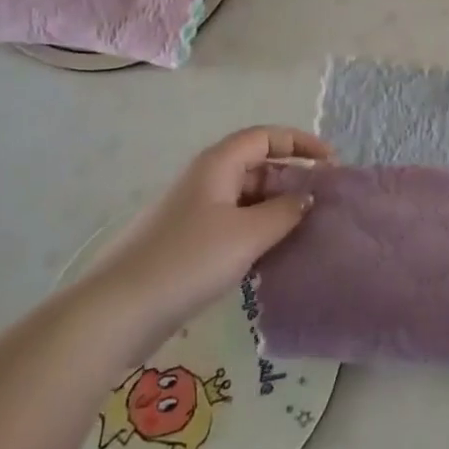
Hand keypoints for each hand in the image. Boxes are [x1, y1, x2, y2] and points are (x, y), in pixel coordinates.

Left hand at [79, 126, 331, 342]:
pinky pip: (232, 224)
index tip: (331, 162)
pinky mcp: (185, 243)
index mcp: (218, 165)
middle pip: (256, 165)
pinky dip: (257, 231)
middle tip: (324, 201)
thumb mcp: (248, 234)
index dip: (300, 142)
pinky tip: (273, 255)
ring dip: (276, 208)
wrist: (118, 312)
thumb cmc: (188, 261)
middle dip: (292, 178)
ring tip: (306, 229)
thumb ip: (285, 211)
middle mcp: (204, 180)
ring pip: (245, 198)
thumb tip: (306, 198)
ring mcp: (192, 212)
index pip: (265, 137)